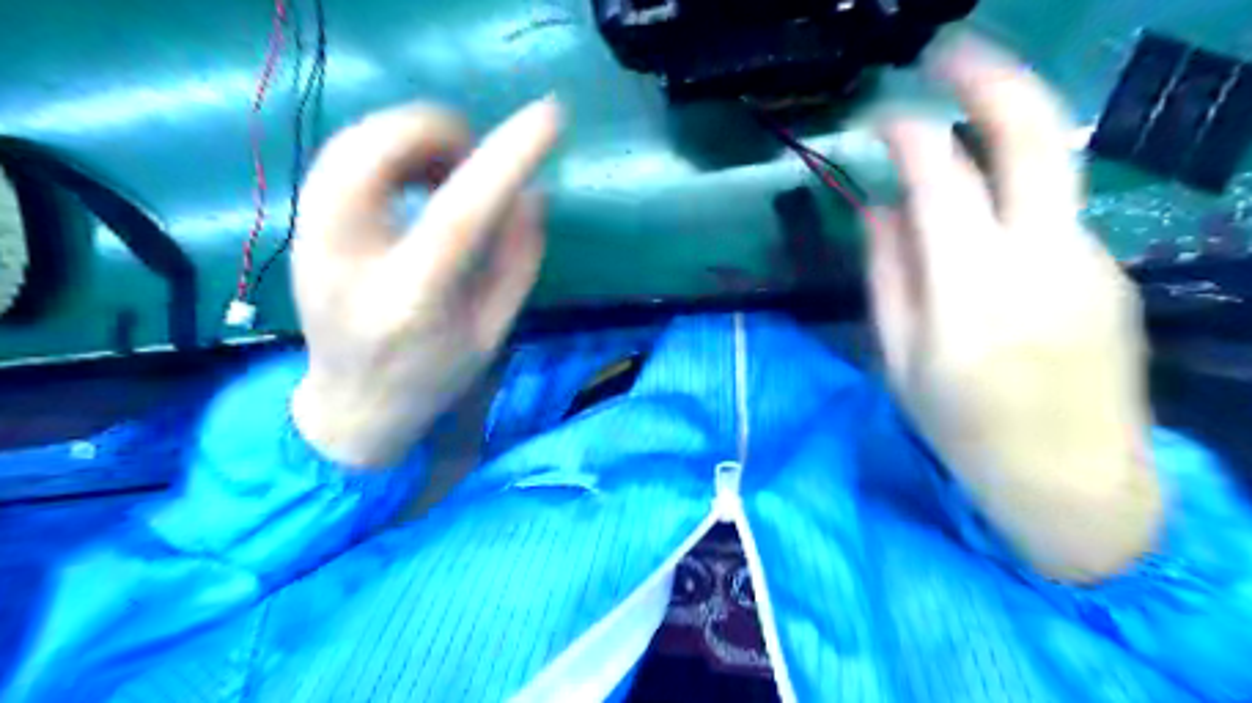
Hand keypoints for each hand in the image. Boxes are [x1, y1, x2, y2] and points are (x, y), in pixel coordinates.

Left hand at [288, 99, 562, 468]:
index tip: (549, 117)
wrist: (350, 408)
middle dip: (433, 129)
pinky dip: (384, 147)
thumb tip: (533, 193)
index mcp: (411, 301)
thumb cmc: (432, 378)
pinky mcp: (300, 229)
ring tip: (445, 165)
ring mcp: (311, 242)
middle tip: (472, 153)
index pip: (459, 213)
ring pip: (348, 143)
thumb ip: (517, 261)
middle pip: (372, 154)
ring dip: (408, 136)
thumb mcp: (492, 332)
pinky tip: (413, 175)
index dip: (506, 158)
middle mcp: (348, 263)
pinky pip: (338, 158)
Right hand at [874, 37, 1164, 580]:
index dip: (905, 133)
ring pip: (1044, 171)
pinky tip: (986, 228)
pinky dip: (1013, 198)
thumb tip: (879, 208)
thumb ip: (887, 276)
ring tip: (951, 138)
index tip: (876, 118)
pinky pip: (1051, 214)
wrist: (1073, 484)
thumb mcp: (900, 361)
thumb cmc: (963, 431)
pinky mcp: (1111, 270)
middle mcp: (1042, 261)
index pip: (939, 179)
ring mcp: (1089, 259)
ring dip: (998, 139)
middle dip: (987, 76)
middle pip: (1031, 136)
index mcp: (971, 295)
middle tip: (944, 50)